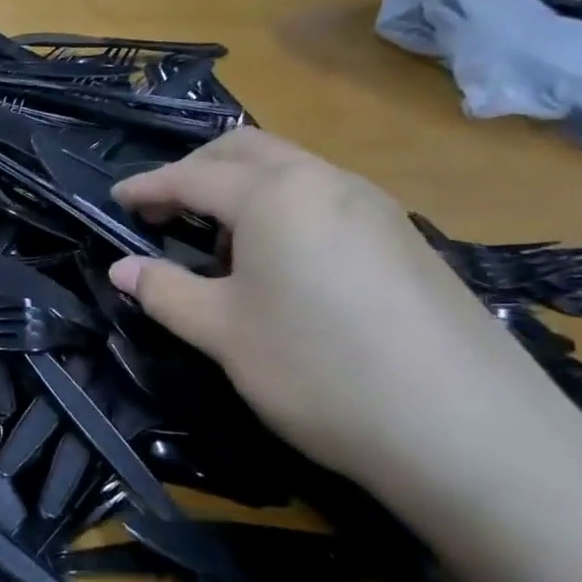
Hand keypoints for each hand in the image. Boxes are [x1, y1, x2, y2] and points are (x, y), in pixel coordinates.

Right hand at [106, 129, 565, 493]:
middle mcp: (327, 181)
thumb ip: (164, 291)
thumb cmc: (318, 369)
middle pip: (246, 151)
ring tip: (215, 239)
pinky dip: (282, 210)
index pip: (193, 176)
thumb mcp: (222, 333)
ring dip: (241, 188)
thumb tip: (121, 268)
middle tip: (161, 208)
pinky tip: (279, 262)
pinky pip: (325, 200)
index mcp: (276, 194)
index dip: (147, 187)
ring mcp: (376, 206)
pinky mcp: (406, 239)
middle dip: (196, 170)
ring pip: (291, 171)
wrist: (467, 430)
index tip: (114, 200)